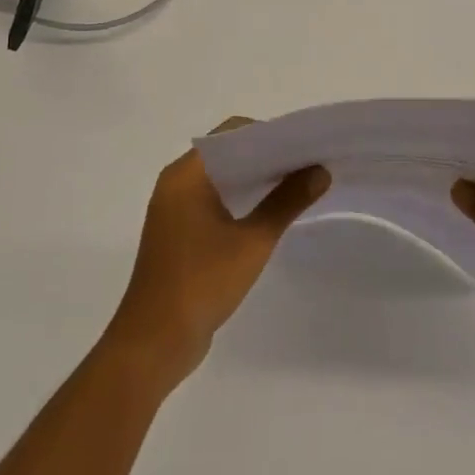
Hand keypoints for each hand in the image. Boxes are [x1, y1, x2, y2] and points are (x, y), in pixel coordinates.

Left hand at [106, 118, 328, 386]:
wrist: (154, 342)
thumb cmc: (201, 283)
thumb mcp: (252, 241)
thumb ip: (287, 201)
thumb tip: (320, 171)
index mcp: (186, 175)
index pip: (231, 133)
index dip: (268, 133)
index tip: (304, 143)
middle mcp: (176, 183)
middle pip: (227, 153)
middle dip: (267, 156)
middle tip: (309, 161)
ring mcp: (176, 209)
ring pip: (222, 179)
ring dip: (256, 180)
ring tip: (299, 183)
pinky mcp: (180, 233)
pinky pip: (215, 202)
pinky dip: (242, 200)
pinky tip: (273, 211)